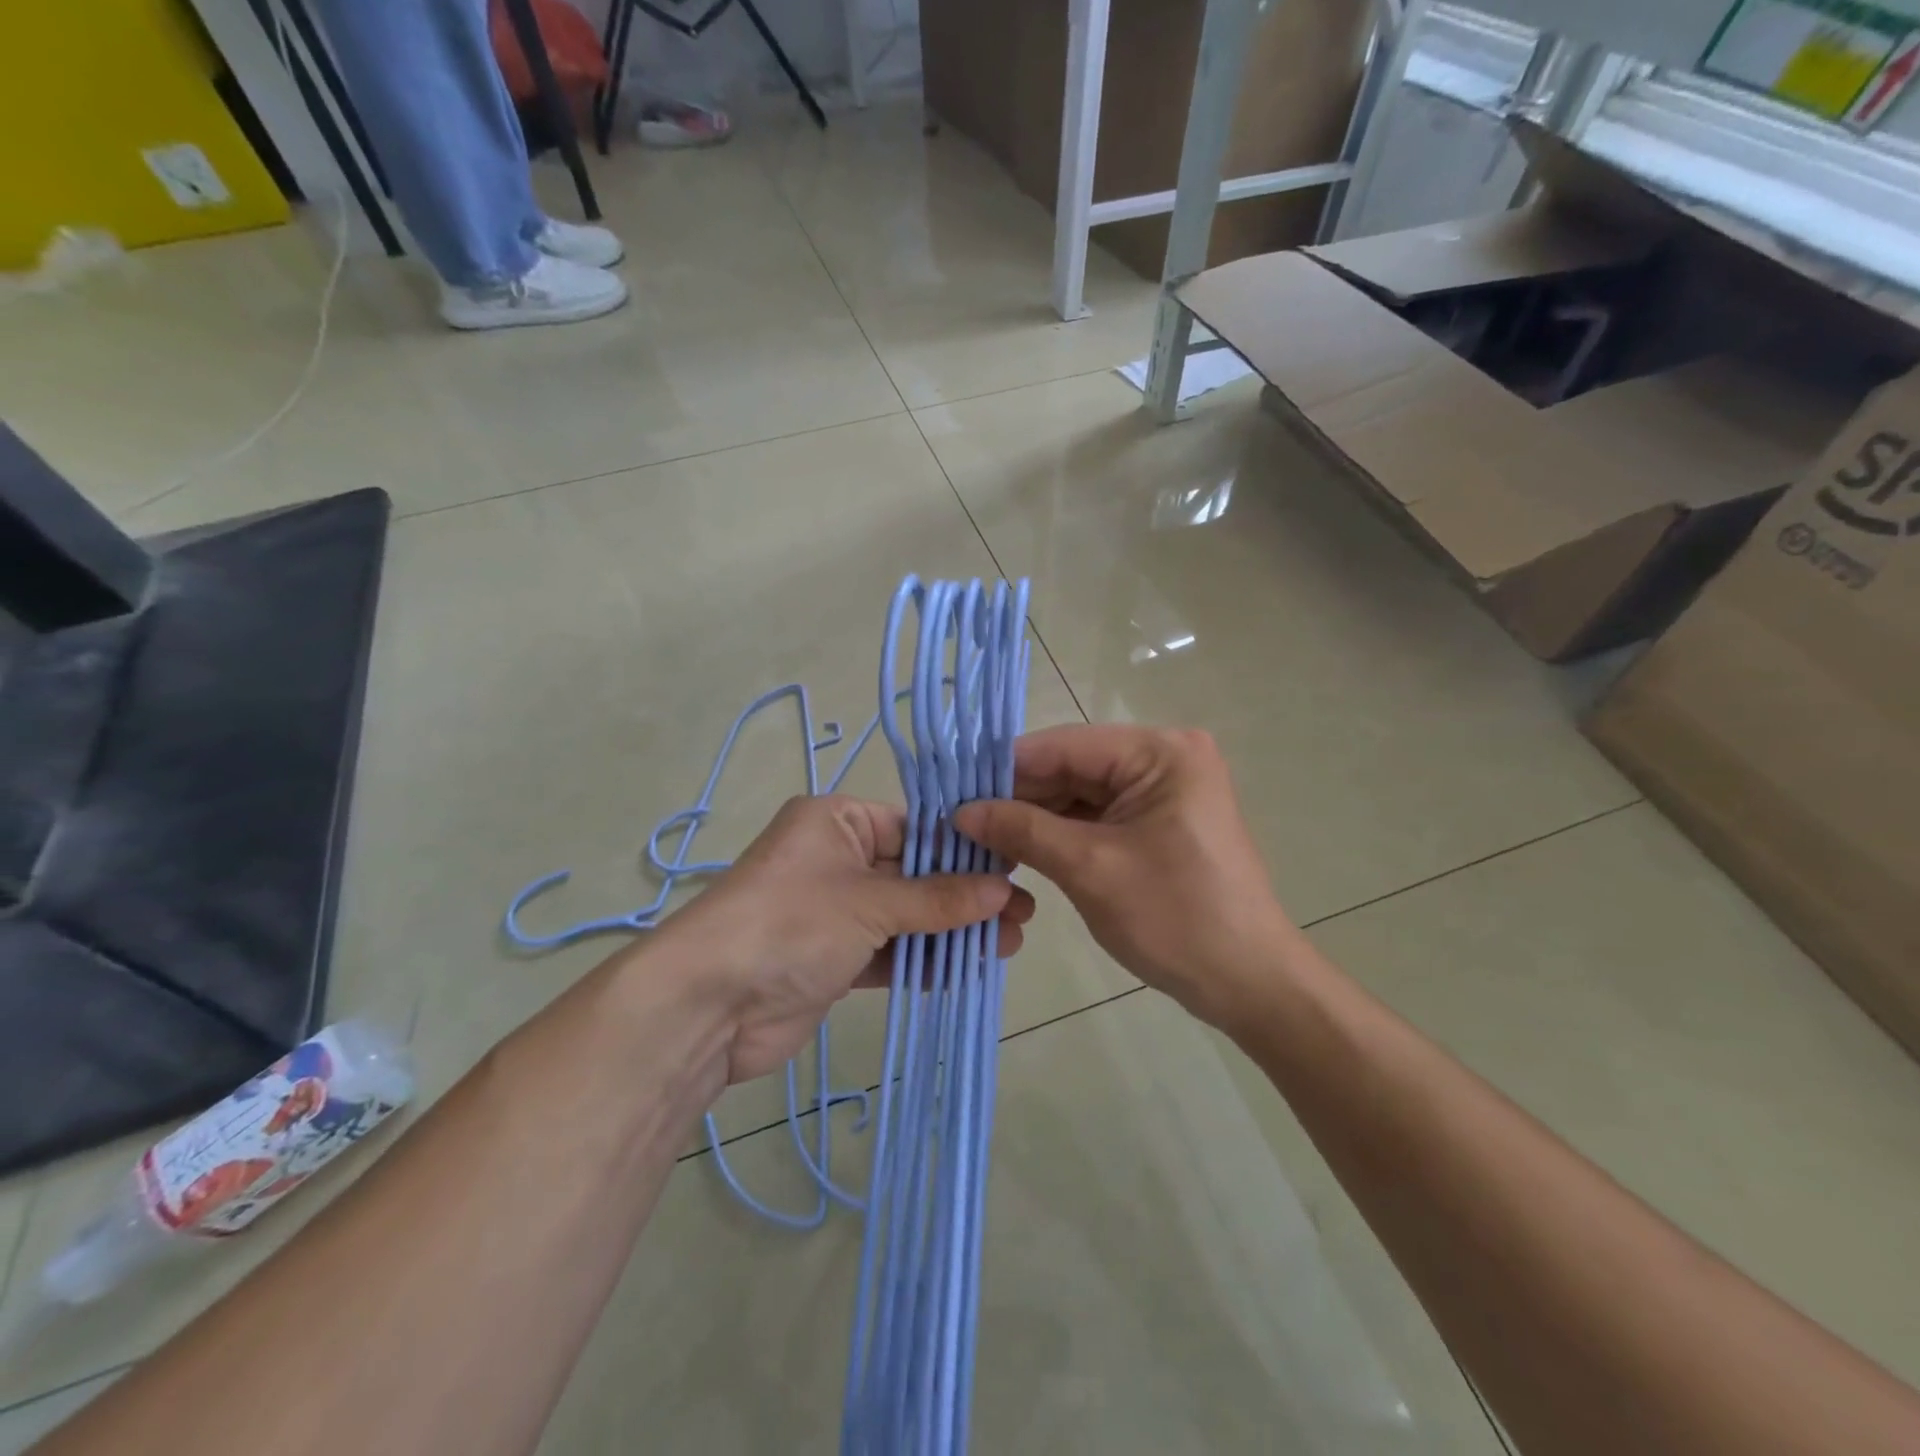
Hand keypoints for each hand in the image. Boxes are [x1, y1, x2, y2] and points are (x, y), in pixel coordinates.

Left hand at [659, 794, 1034, 1083]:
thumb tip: (1003, 891)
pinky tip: (966, 968)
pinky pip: (888, 951)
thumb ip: (938, 899)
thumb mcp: (870, 902)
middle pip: (914, 873)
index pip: (914, 826)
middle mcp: (835, 859)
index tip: (1014, 866)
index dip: (964, 849)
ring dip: (952, 931)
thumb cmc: (791, 923)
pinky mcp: (833, 958)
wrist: (708, 1005)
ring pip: (906, 916)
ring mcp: (834, 911)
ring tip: (1008, 945)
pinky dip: (922, 959)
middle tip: (1022, 914)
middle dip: (966, 895)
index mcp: (836, 821)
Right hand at [953, 725, 1291, 1028]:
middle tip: (958, 820)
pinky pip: (1098, 817)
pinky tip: (1018, 849)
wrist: (1250, 983)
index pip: (1064, 745)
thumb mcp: (1090, 869)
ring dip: (1034, 817)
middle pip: (1072, 767)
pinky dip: (1060, 834)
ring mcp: (1163, 790)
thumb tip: (961, 811)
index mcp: (1160, 752)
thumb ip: (1023, 830)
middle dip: (1017, 796)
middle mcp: (1164, 758)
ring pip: (1080, 793)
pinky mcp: (1159, 822)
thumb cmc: (1176, 919)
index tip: (952, 789)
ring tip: (978, 838)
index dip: (1005, 768)